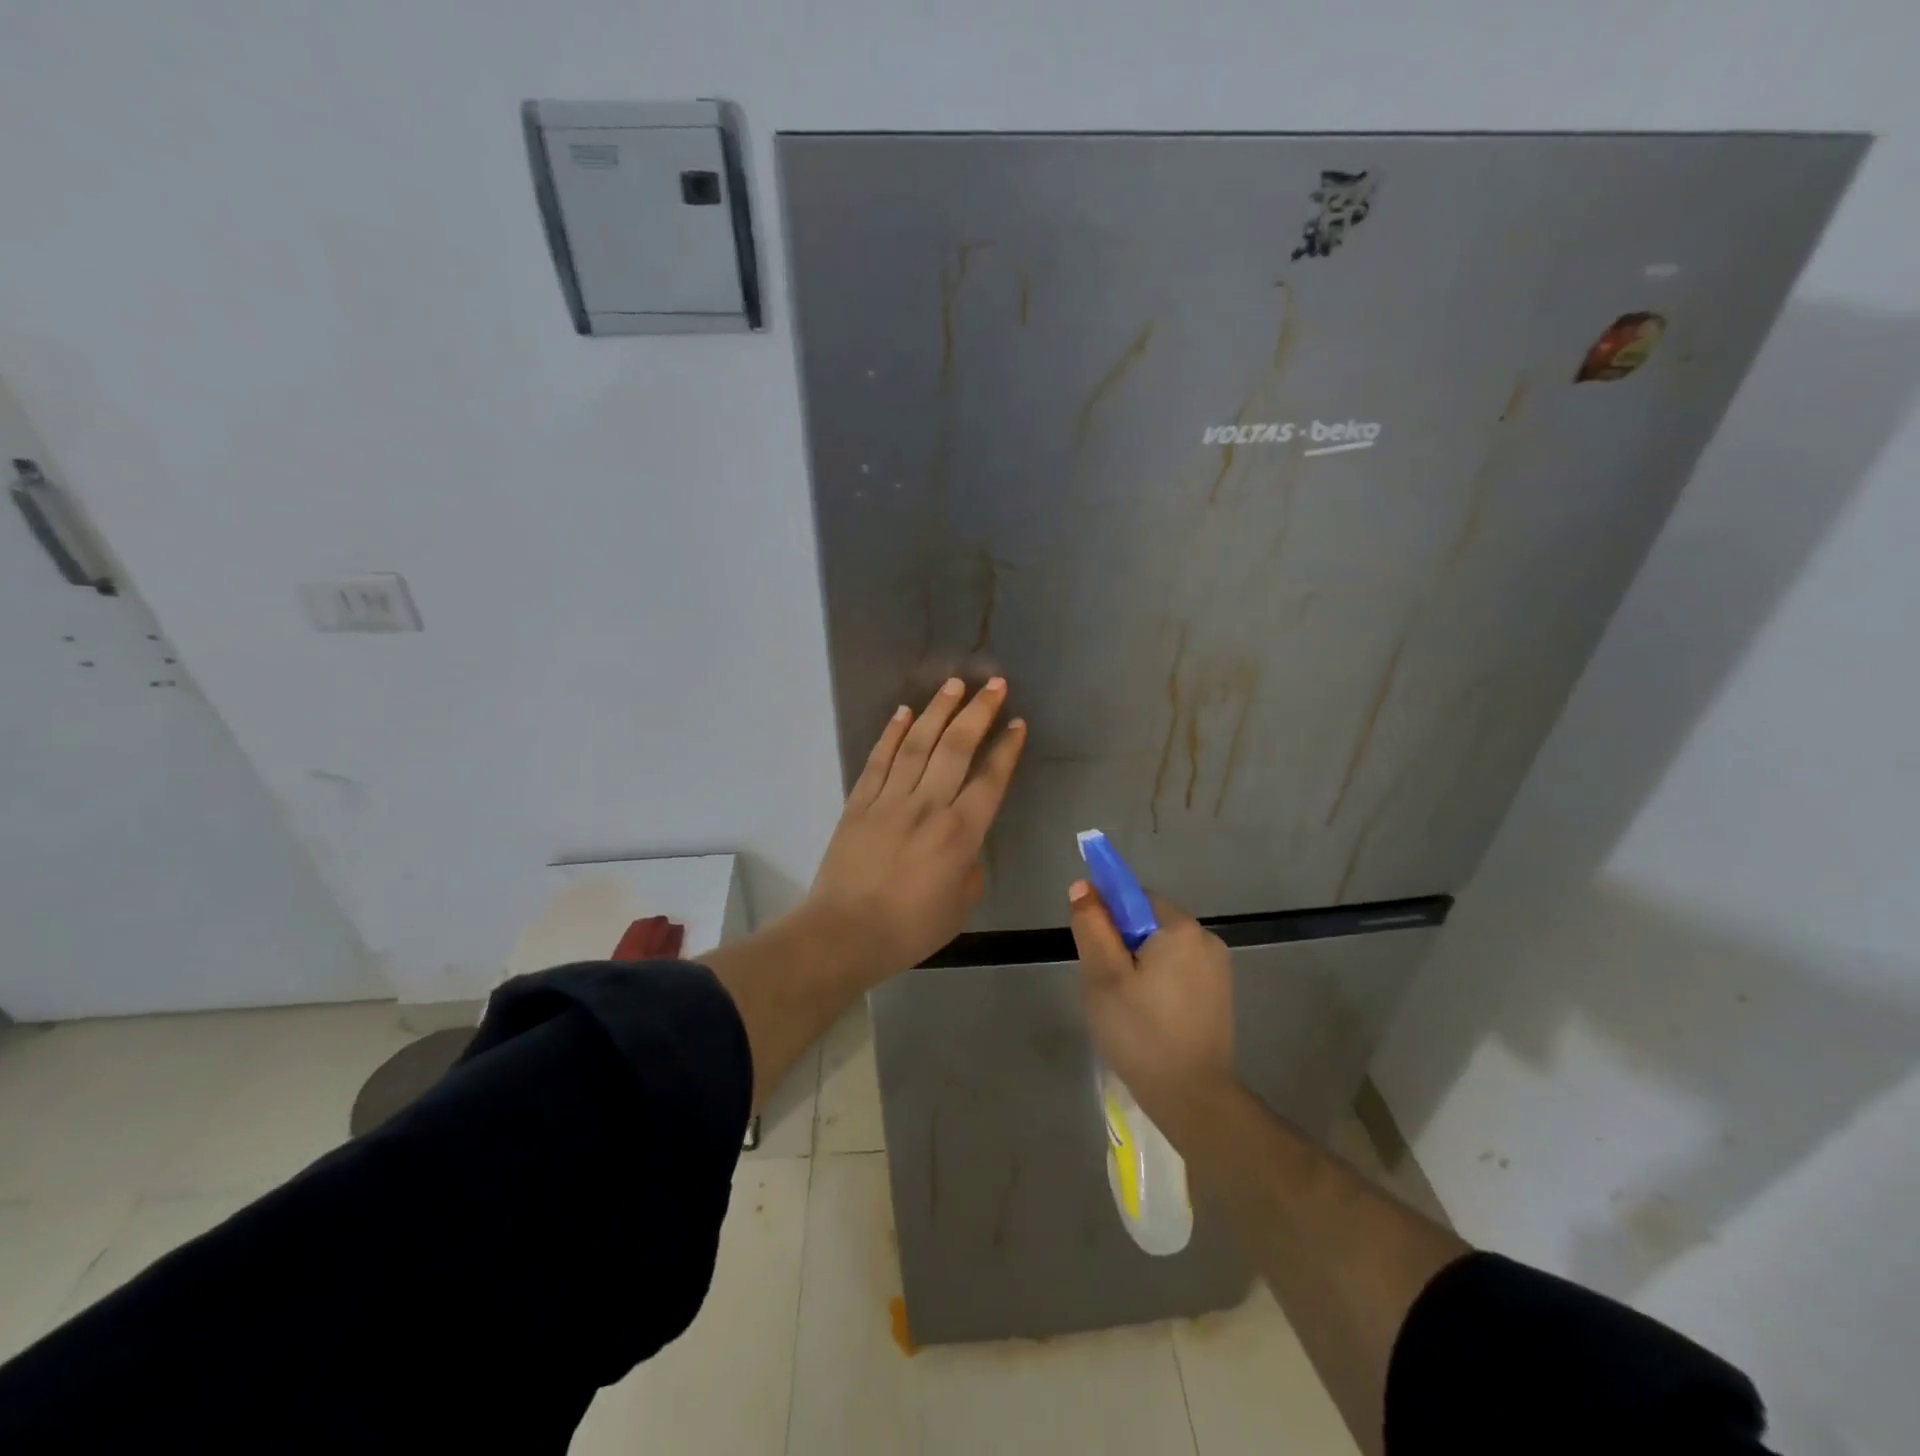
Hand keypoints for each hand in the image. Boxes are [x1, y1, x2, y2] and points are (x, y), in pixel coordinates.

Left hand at [801, 677, 1025, 984]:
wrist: (844, 934)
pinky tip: (903, 712)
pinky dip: (892, 733)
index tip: (1017, 724)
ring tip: (954, 684)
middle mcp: (928, 805)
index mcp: (960, 833)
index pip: (990, 779)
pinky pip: (879, 759)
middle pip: (957, 747)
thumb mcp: (960, 907)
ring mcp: (890, 799)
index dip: (1006, 749)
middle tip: (994, 685)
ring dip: (938, 710)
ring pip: (918, 743)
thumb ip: (970, 868)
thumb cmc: (910, 929)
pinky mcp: (859, 802)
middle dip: (978, 712)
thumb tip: (965, 846)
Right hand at [1069, 882, 1235, 1133]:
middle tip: (1104, 984)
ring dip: (1138, 966)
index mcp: (1180, 928)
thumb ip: (1092, 926)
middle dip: (1121, 945)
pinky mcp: (1219, 996)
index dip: (1107, 916)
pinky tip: (1147, 1016)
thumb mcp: (1103, 976)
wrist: (1192, 1098)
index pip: (1134, 897)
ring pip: (1162, 950)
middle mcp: (1206, 939)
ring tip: (1123, 1005)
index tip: (1092, 948)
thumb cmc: (1140, 1032)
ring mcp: (1217, 970)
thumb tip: (1084, 886)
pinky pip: (1178, 972)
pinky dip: (1158, 983)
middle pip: (1149, 923)